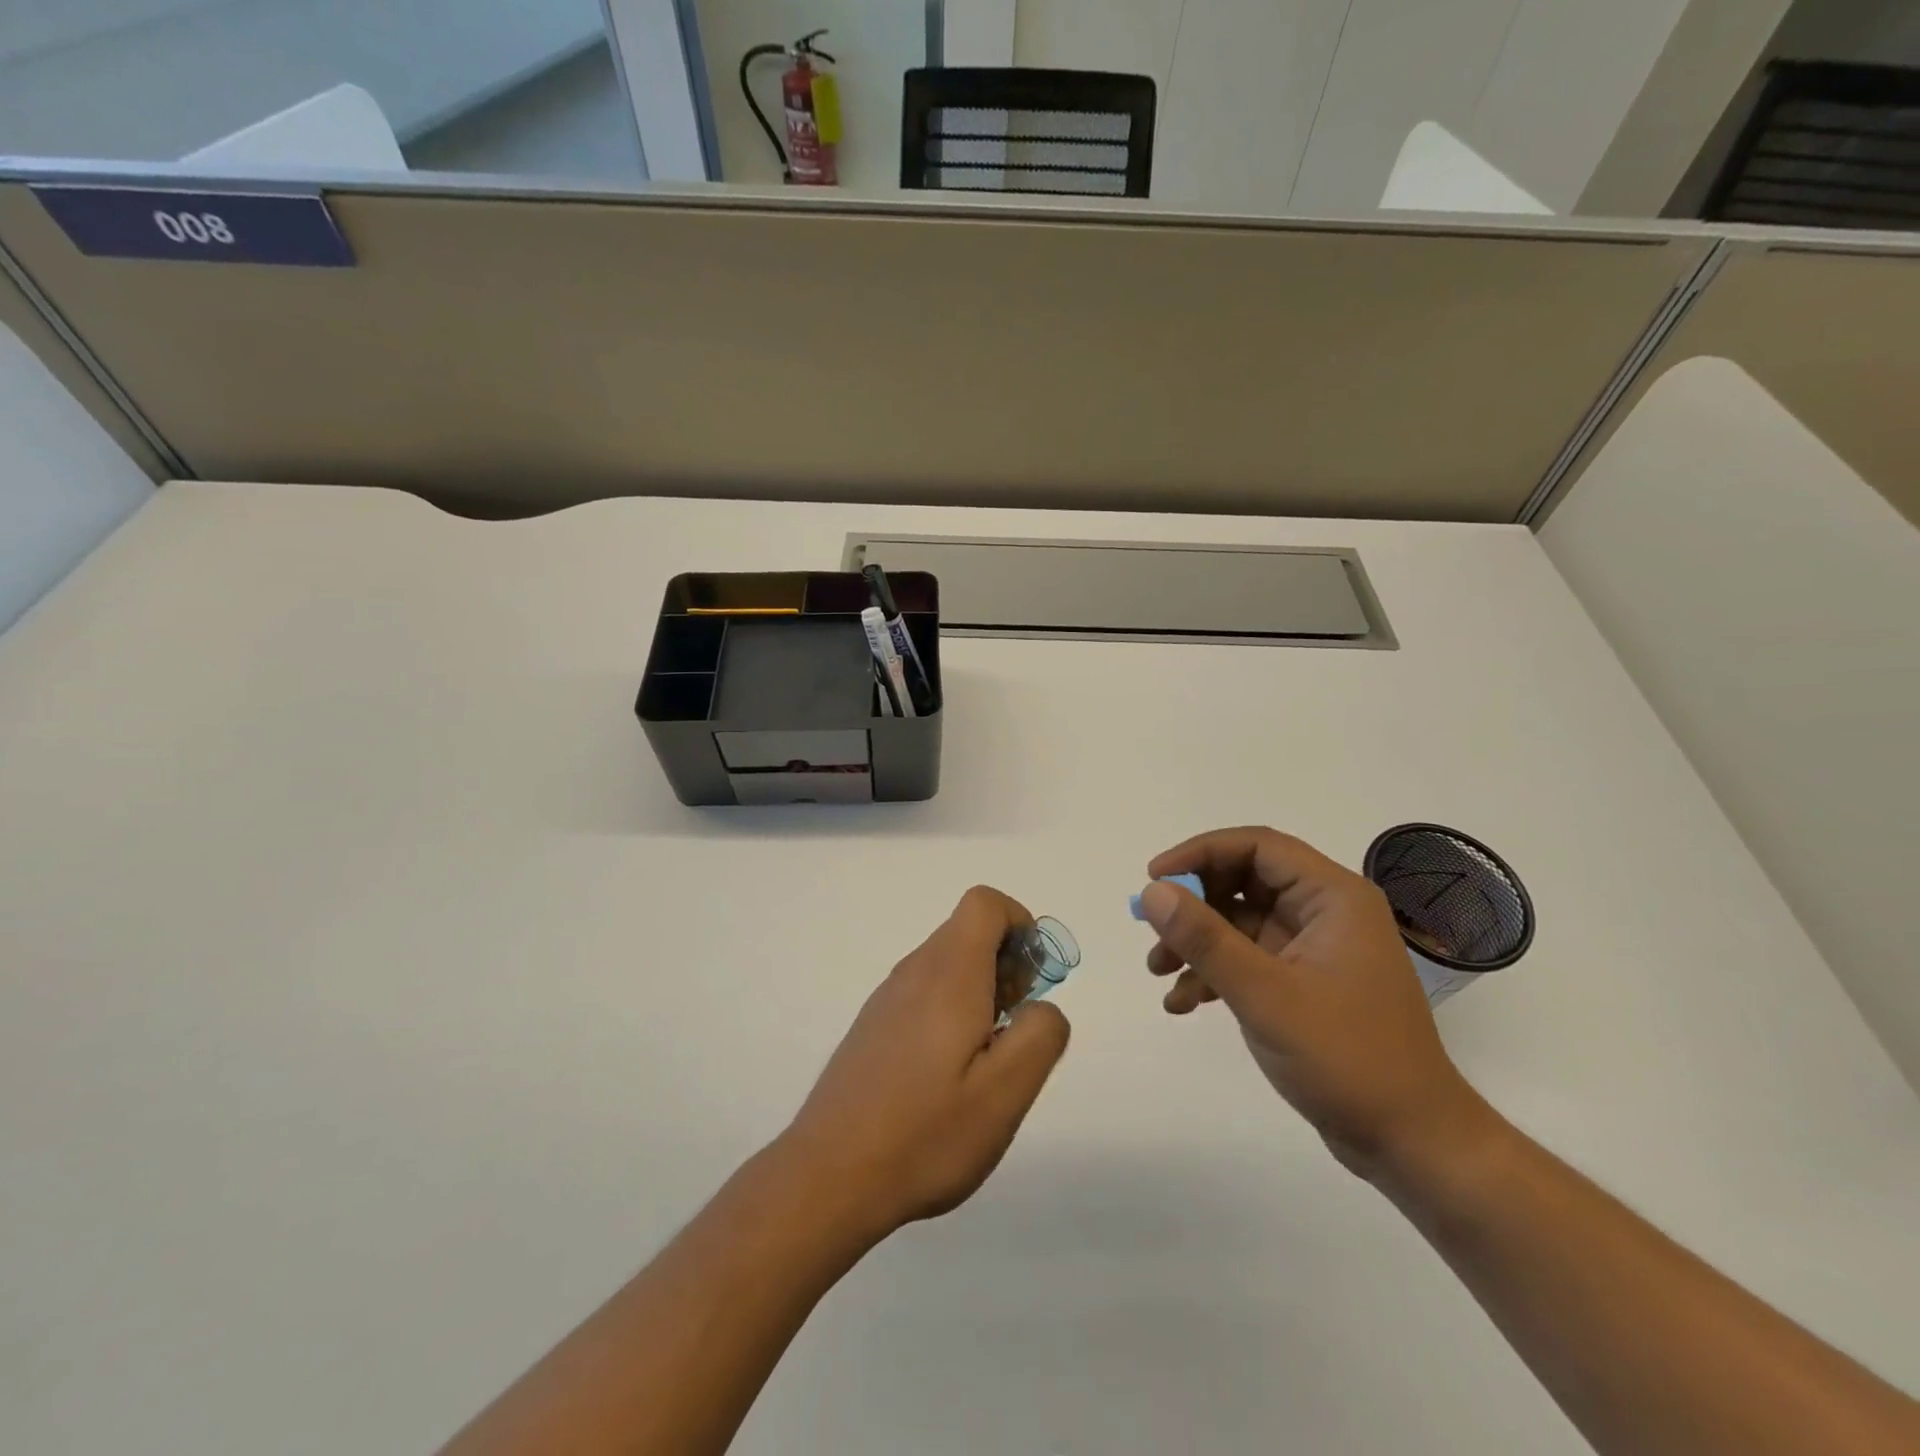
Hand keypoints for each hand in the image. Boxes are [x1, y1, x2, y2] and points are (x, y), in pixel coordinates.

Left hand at [780, 886, 1070, 1237]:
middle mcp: (914, 971)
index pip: (985, 904)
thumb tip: (1042, 1007)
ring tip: (986, 1060)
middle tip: (1016, 1028)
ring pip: (946, 964)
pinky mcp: (873, 1026)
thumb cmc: (925, 1133)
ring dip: (980, 991)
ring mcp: (887, 998)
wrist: (828, 1176)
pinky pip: (923, 993)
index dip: (1020, 925)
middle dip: (1007, 964)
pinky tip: (947, 1077)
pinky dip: (951, 1011)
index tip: (1034, 980)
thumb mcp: (1005, 1092)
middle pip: (968, 932)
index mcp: (948, 973)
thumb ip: (1040, 1035)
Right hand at [1139, 828, 1493, 1180]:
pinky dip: (1213, 972)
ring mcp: (1314, 948)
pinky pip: (1247, 958)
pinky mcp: (1304, 982)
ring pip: (1239, 920)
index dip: (1199, 853)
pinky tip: (1182, 1002)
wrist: (1410, 1143)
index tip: (1154, 879)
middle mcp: (1325, 912)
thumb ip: (1205, 939)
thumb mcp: (1265, 995)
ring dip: (1196, 941)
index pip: (1256, 846)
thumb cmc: (1347, 1058)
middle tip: (1152, 931)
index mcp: (1333, 897)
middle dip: (1192, 904)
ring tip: (1158, 972)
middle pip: (1242, 881)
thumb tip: (1152, 892)